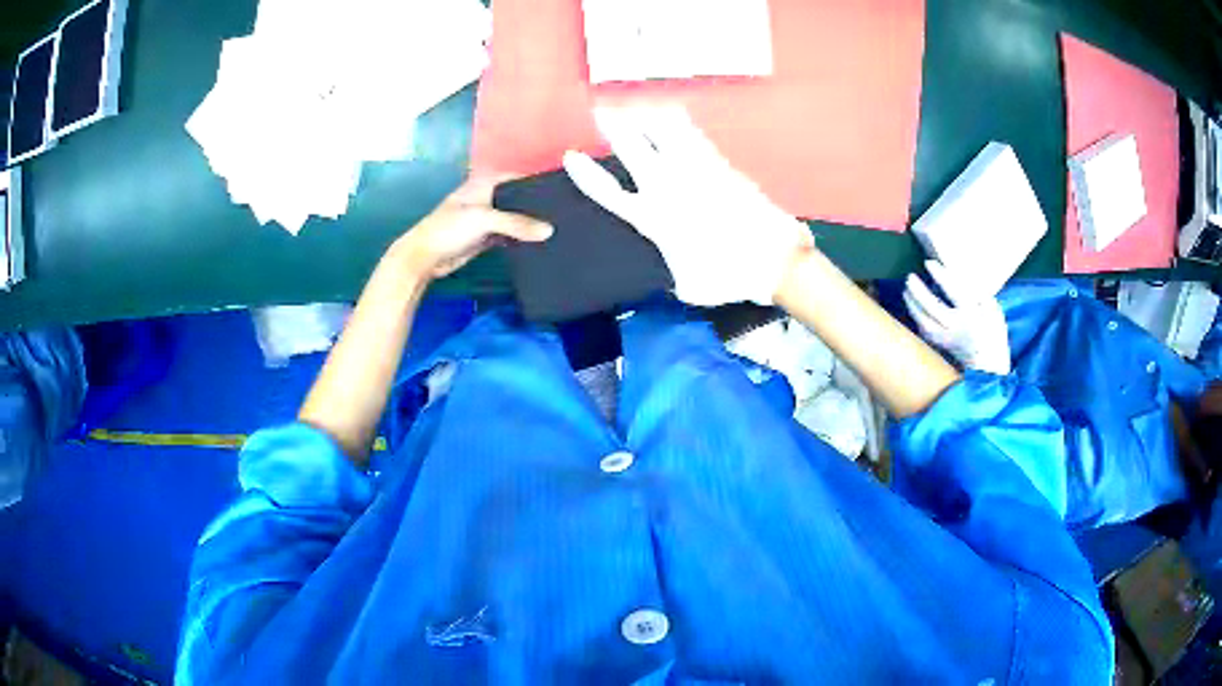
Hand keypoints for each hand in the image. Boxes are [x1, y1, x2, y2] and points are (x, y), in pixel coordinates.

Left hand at [389, 178, 552, 280]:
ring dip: (530, 223)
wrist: (425, 257)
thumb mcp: (484, 219)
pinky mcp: (486, 237)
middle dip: (538, 204)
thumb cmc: (449, 228)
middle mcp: (488, 197)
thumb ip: (517, 223)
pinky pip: (510, 235)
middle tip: (566, 212)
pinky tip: (540, 242)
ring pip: (515, 218)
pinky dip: (522, 238)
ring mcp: (487, 218)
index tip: (562, 191)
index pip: (518, 177)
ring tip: (560, 227)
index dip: (538, 182)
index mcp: (485, 183)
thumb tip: (549, 231)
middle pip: (519, 198)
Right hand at [563, 106, 812, 305]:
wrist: (772, 258)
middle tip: (602, 111)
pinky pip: (691, 133)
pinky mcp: (717, 163)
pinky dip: (677, 120)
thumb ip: (673, 274)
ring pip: (661, 132)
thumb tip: (673, 273)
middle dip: (613, 126)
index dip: (587, 174)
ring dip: (644, 116)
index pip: (608, 192)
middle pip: (631, 147)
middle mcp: (666, 188)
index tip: (572, 156)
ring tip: (634, 106)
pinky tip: (671, 110)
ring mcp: (693, 170)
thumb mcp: (690, 288)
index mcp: (651, 220)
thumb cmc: (729, 277)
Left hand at [903, 260, 1010, 374]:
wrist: (990, 363)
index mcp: (972, 313)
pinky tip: (912, 307)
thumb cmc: (992, 329)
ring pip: (924, 321)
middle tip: (910, 276)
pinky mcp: (941, 347)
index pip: (953, 291)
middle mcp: (957, 326)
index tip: (928, 263)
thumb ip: (975, 291)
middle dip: (918, 291)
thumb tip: (955, 272)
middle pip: (933, 307)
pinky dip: (917, 318)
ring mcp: (947, 339)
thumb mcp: (991, 306)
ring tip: (906, 290)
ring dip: (912, 304)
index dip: (940, 275)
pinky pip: (924, 332)